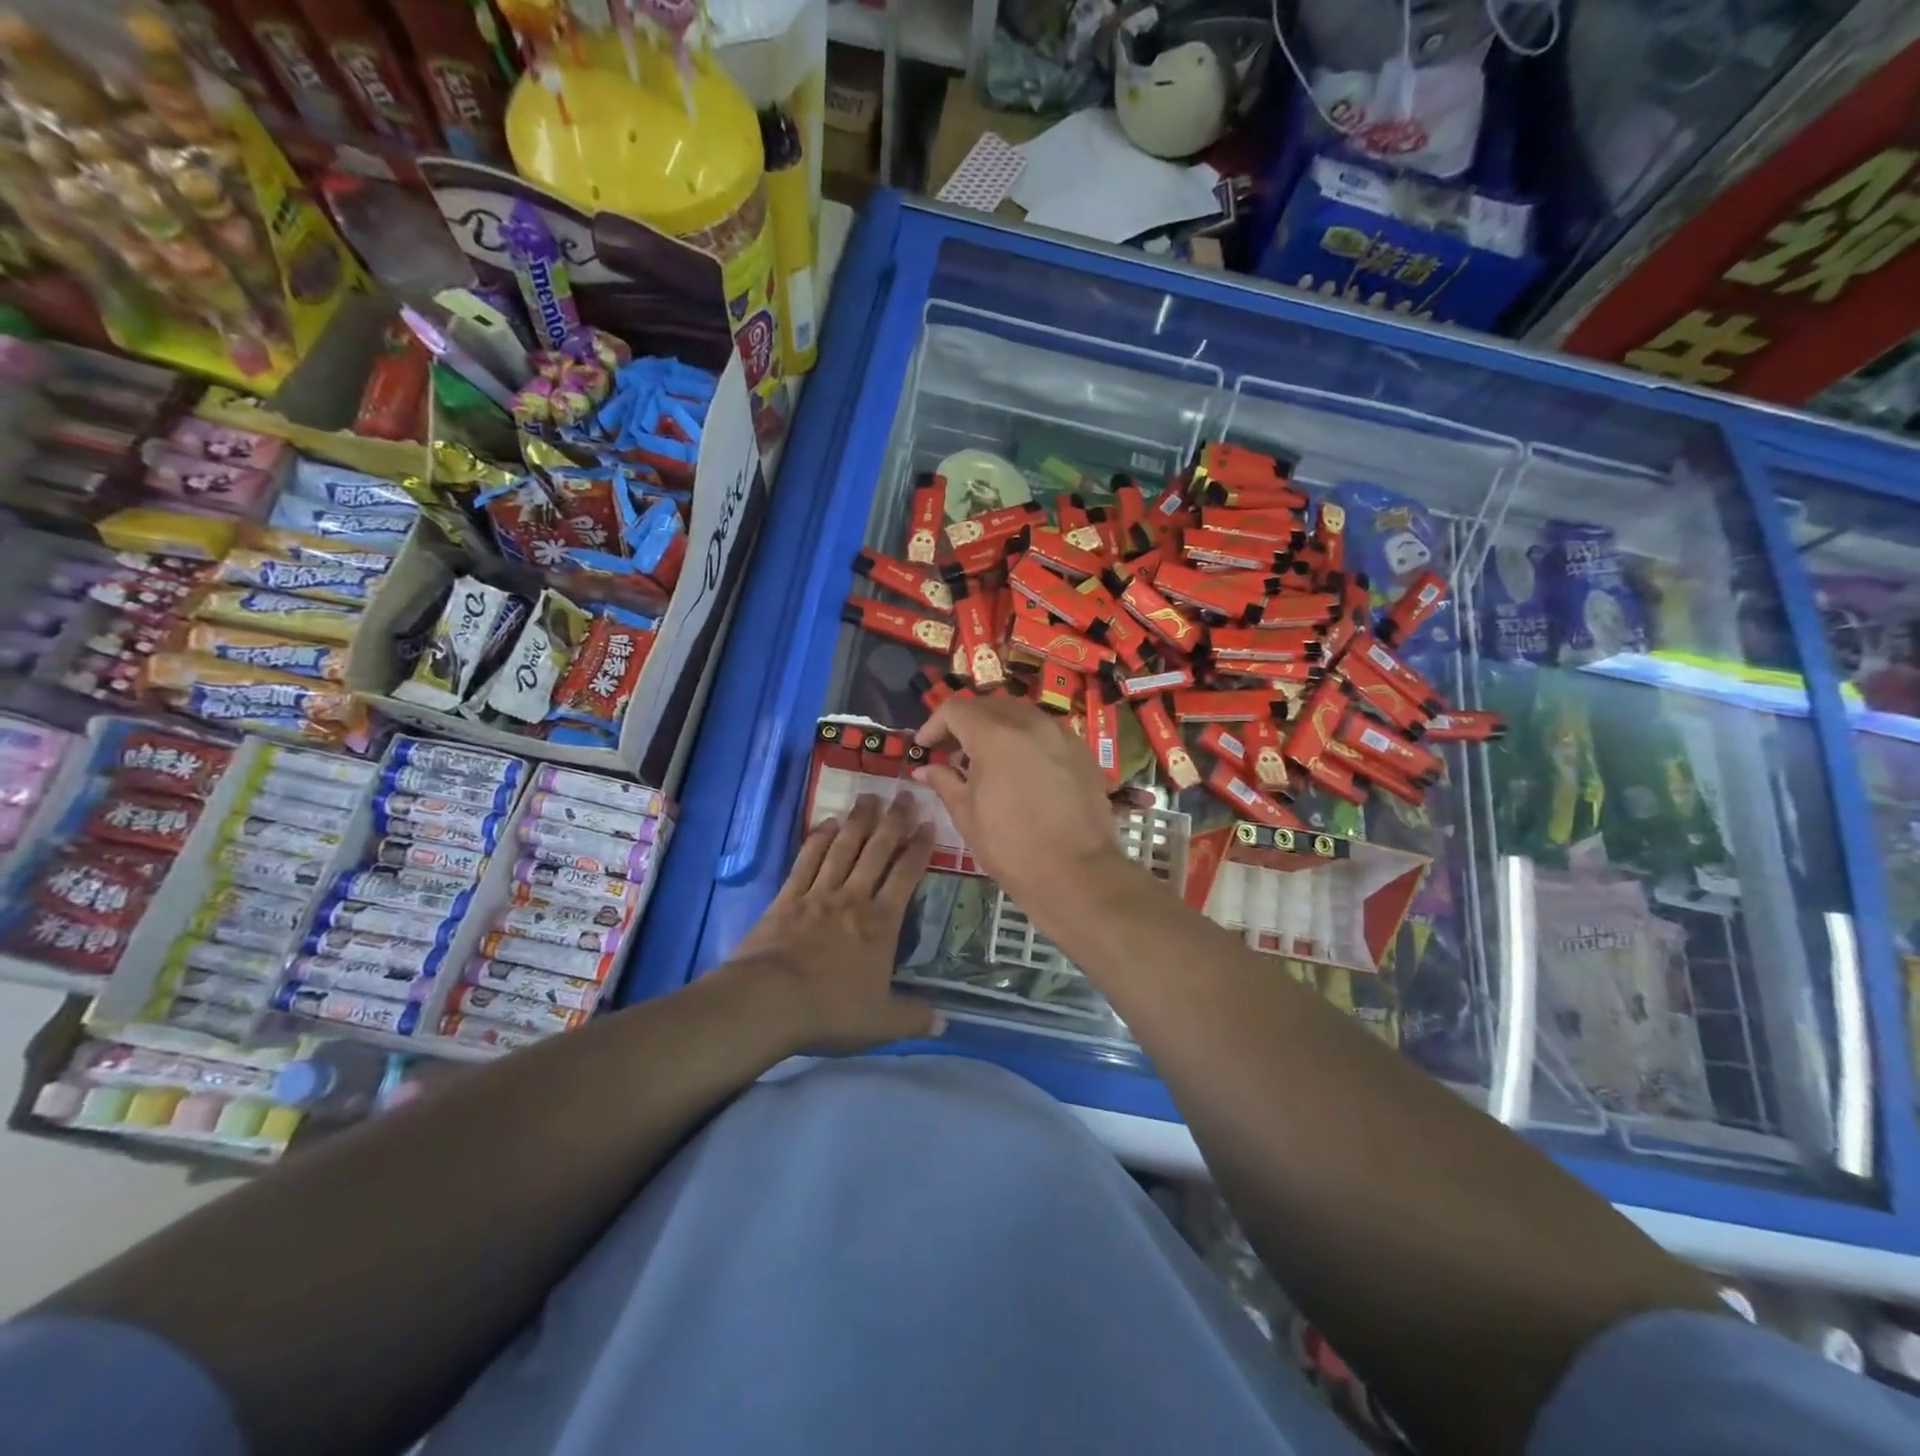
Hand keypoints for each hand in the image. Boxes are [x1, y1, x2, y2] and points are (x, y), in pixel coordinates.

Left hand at [726, 792, 942, 1054]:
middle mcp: (853, 898)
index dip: (919, 848)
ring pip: (843, 848)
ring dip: (857, 821)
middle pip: (876, 851)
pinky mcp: (787, 898)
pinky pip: (806, 861)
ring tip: (868, 797)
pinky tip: (825, 823)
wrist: (769, 1001)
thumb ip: (913, 1018)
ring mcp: (818, 894)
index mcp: (881, 923)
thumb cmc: (831, 1009)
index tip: (928, 823)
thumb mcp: (881, 1022)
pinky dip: (817, 840)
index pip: (907, 875)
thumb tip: (945, 1024)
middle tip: (903, 794)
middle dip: (893, 821)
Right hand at [912, 693, 1130, 905]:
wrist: (1077, 874)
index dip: (933, 725)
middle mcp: (1031, 724)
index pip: (956, 709)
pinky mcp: (1083, 752)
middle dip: (965, 723)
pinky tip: (1022, 771)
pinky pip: (1047, 733)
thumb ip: (944, 782)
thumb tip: (925, 768)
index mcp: (996, 736)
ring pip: (1021, 715)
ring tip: (987, 761)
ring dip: (997, 728)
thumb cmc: (1012, 847)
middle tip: (952, 752)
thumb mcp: (967, 816)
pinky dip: (1026, 740)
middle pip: (989, 705)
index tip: (925, 748)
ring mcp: (1062, 735)